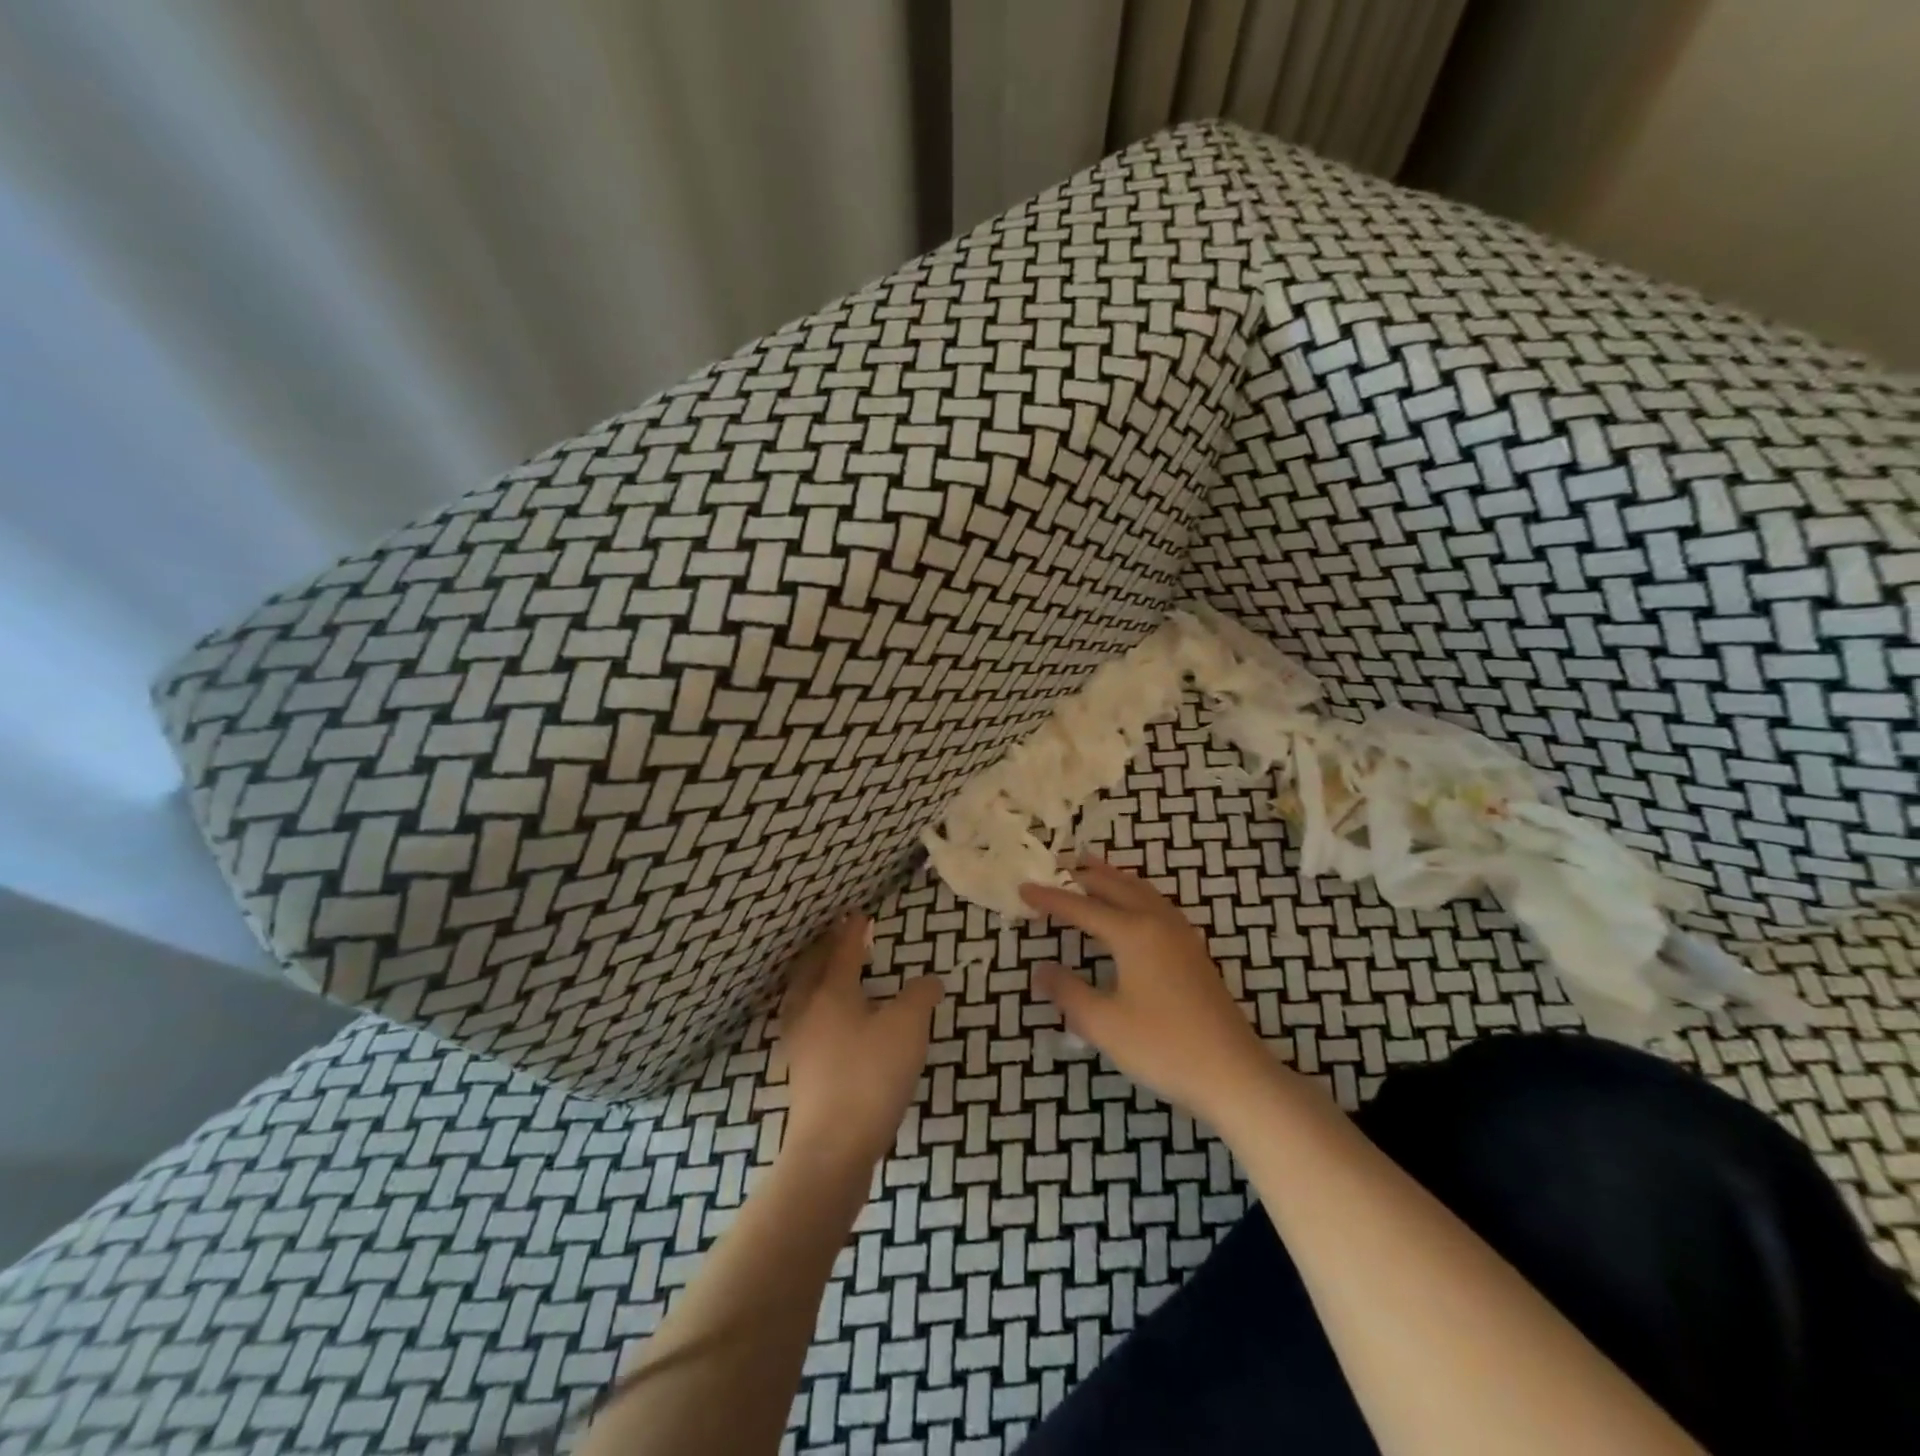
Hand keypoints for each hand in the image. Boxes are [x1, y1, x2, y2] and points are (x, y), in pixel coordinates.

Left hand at [777, 913, 944, 1167]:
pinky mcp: (800, 1072)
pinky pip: (803, 1020)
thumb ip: (920, 997)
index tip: (859, 914)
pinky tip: (828, 1021)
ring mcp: (799, 1043)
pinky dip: (814, 1005)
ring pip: (801, 996)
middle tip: (838, 936)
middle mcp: (808, 1011)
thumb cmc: (870, 1076)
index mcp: (831, 993)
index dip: (852, 931)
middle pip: (811, 969)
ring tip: (829, 972)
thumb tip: (930, 980)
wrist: (832, 1148)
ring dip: (814, 976)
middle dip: (825, 948)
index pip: (842, 951)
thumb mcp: (907, 1028)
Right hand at [1020, 857, 1275, 1125]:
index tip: (1023, 888)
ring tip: (1094, 871)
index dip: (1050, 899)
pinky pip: (1157, 905)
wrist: (1233, 1073)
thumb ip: (1068, 992)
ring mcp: (1181, 936)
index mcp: (1133, 933)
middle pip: (1116, 887)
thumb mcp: (1104, 1023)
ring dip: (1114, 879)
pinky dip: (1136, 893)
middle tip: (1061, 863)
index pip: (1082, 908)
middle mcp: (1157, 923)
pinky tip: (1135, 907)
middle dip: (1086, 875)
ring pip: (1142, 891)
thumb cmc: (1163, 1046)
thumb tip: (1041, 970)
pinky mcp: (1194, 952)